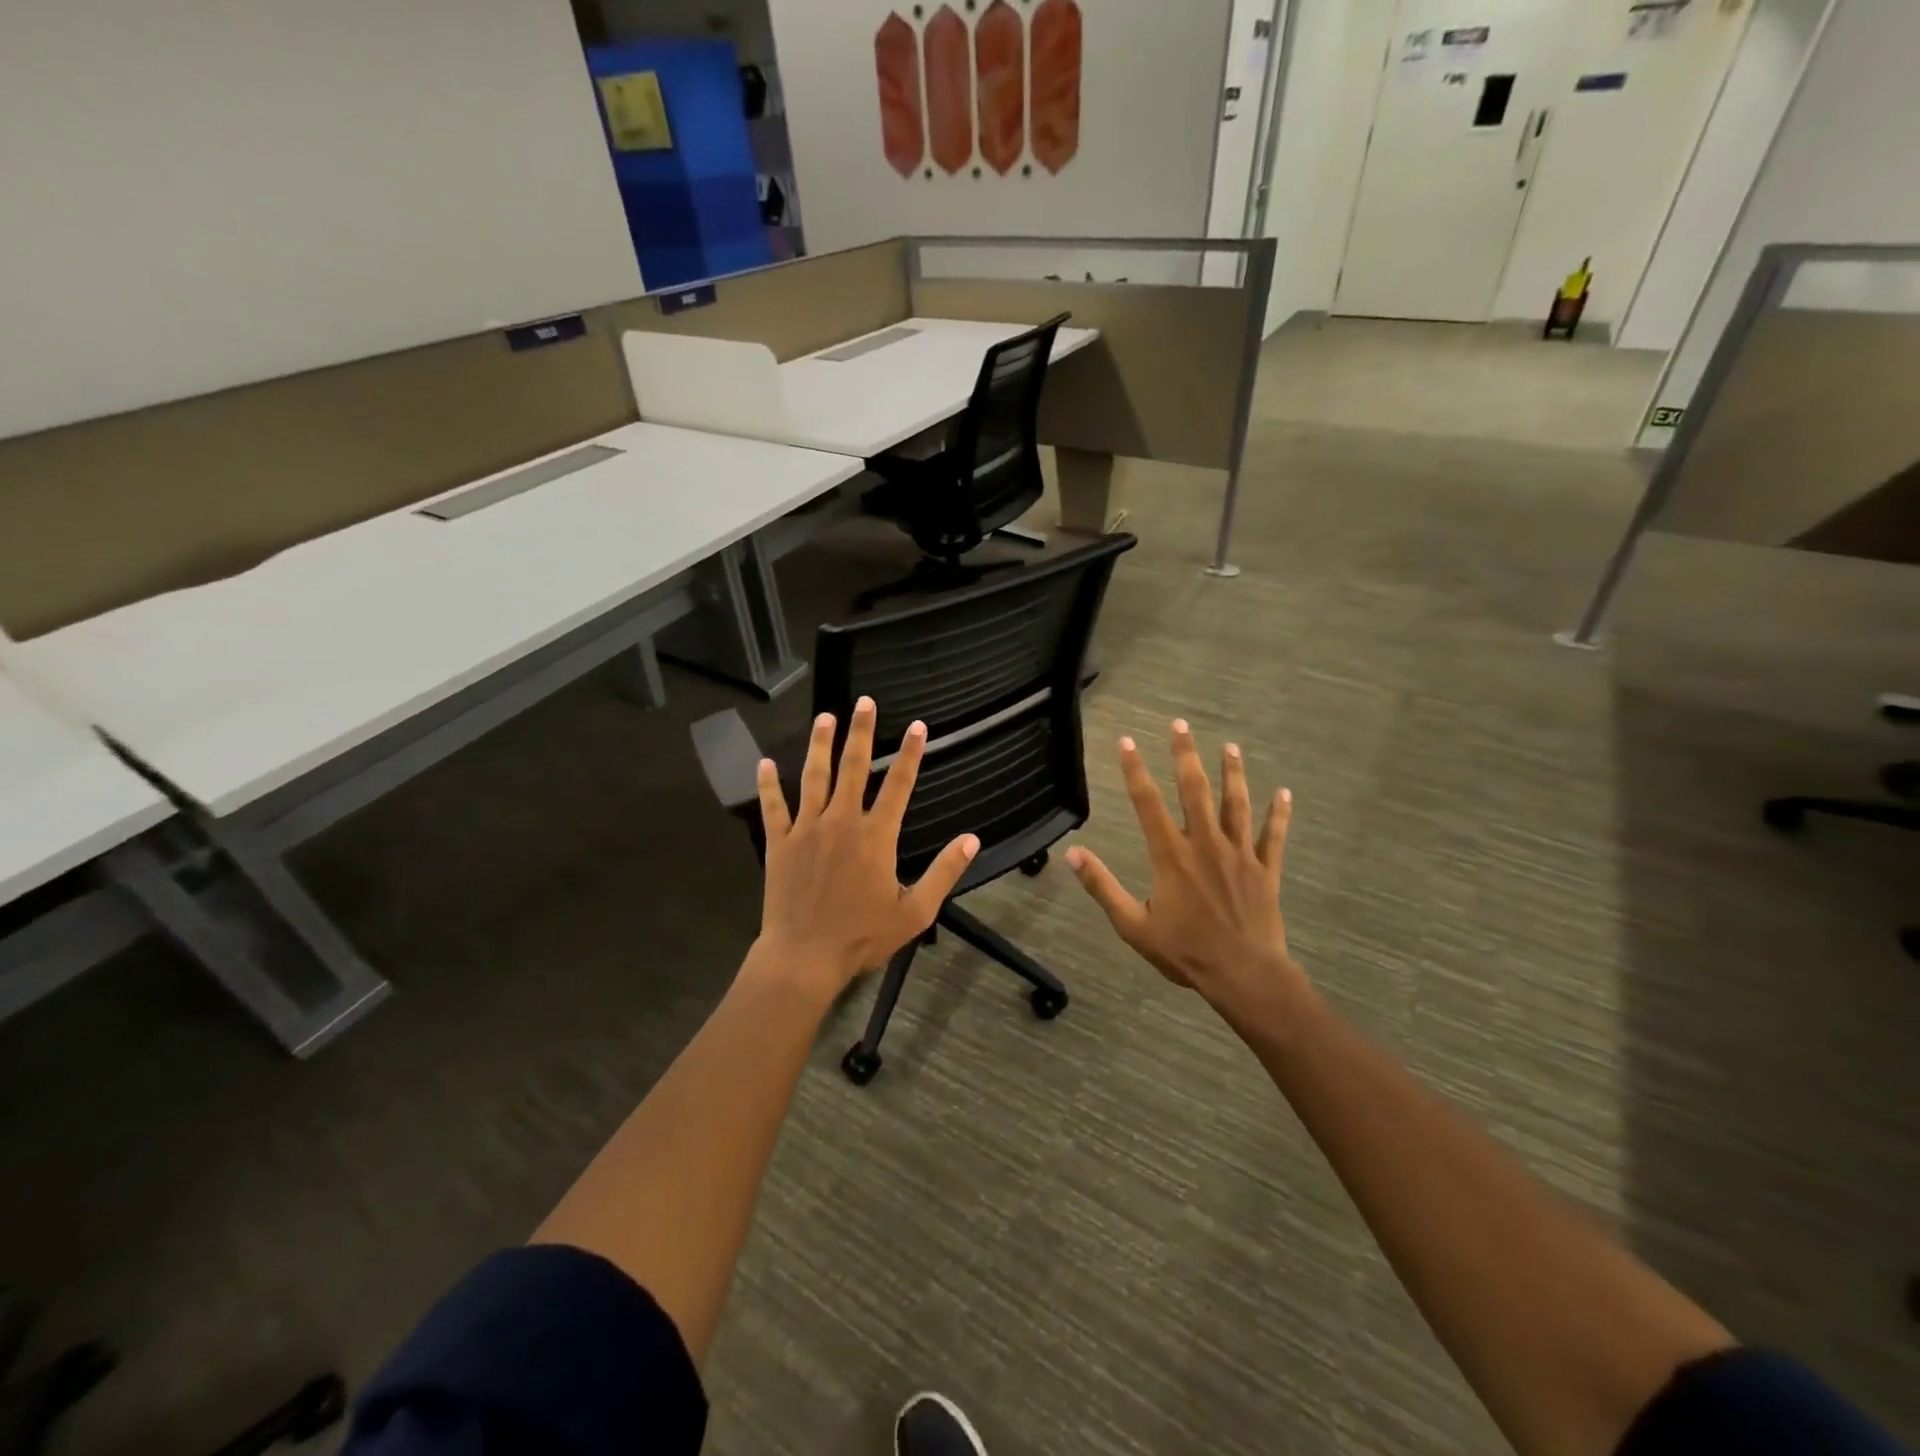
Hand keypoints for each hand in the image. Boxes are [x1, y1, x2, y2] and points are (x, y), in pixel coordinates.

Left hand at [753, 697, 978, 994]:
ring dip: (820, 745)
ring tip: (824, 717)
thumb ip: (944, 872)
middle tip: (864, 702)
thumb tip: (972, 840)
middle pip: (854, 768)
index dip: (910, 754)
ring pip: (814, 777)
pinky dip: (767, 784)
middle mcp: (842, 822)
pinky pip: (773, 807)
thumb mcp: (915, 912)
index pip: (899, 785)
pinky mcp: (779, 843)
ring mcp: (807, 829)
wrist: (804, 956)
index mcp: (876, 836)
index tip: (918, 726)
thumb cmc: (862, 936)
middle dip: (861, 732)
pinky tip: (764, 762)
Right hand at [1066, 721, 1309, 1026]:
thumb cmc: (1184, 952)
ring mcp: (1239, 855)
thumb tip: (1073, 854)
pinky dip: (1279, 814)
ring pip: (1236, 804)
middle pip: (1194, 790)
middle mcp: (1205, 844)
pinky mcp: (1265, 870)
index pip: (1147, 802)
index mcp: (1170, 856)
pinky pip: (1274, 836)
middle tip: (1181, 725)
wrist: (1243, 975)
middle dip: (1185, 755)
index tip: (1126, 741)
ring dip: (1233, 773)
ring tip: (1230, 746)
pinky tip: (1284, 793)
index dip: (1134, 769)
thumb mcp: (1132, 925)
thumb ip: (1102, 887)